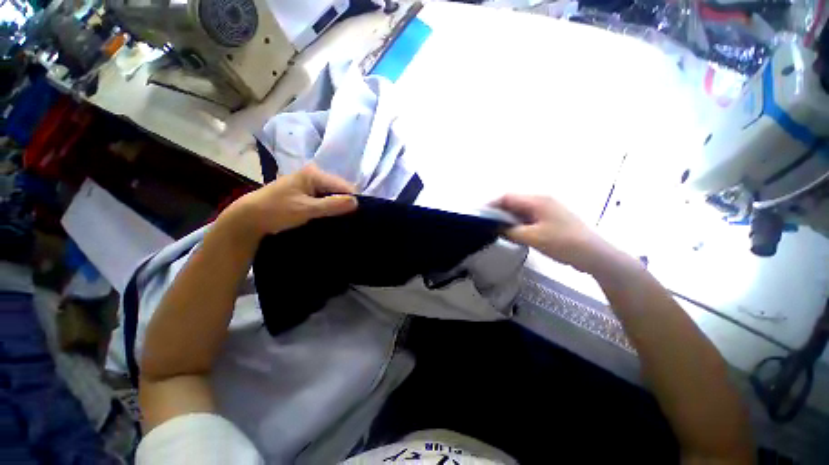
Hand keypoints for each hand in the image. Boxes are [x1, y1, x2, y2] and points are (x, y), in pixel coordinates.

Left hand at [222, 164, 357, 241]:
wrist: (250, 218)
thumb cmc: (276, 211)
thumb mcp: (306, 209)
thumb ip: (332, 205)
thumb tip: (357, 202)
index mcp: (314, 174)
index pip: (344, 186)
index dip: (352, 200)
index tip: (358, 216)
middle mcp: (314, 175)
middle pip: (340, 189)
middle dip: (346, 203)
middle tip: (350, 220)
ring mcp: (310, 184)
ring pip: (334, 195)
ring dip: (338, 207)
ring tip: (344, 220)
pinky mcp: (307, 193)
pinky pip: (326, 199)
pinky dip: (331, 208)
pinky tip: (333, 217)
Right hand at [493, 194, 611, 272]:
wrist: (594, 255)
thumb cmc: (563, 243)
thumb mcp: (532, 238)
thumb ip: (510, 231)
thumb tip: (495, 227)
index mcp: (537, 201)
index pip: (507, 197)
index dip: (491, 204)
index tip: (479, 215)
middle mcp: (541, 201)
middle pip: (513, 202)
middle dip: (498, 212)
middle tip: (486, 224)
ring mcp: (547, 209)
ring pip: (520, 210)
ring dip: (508, 218)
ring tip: (496, 229)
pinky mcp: (550, 219)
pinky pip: (528, 217)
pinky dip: (517, 223)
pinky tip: (512, 232)